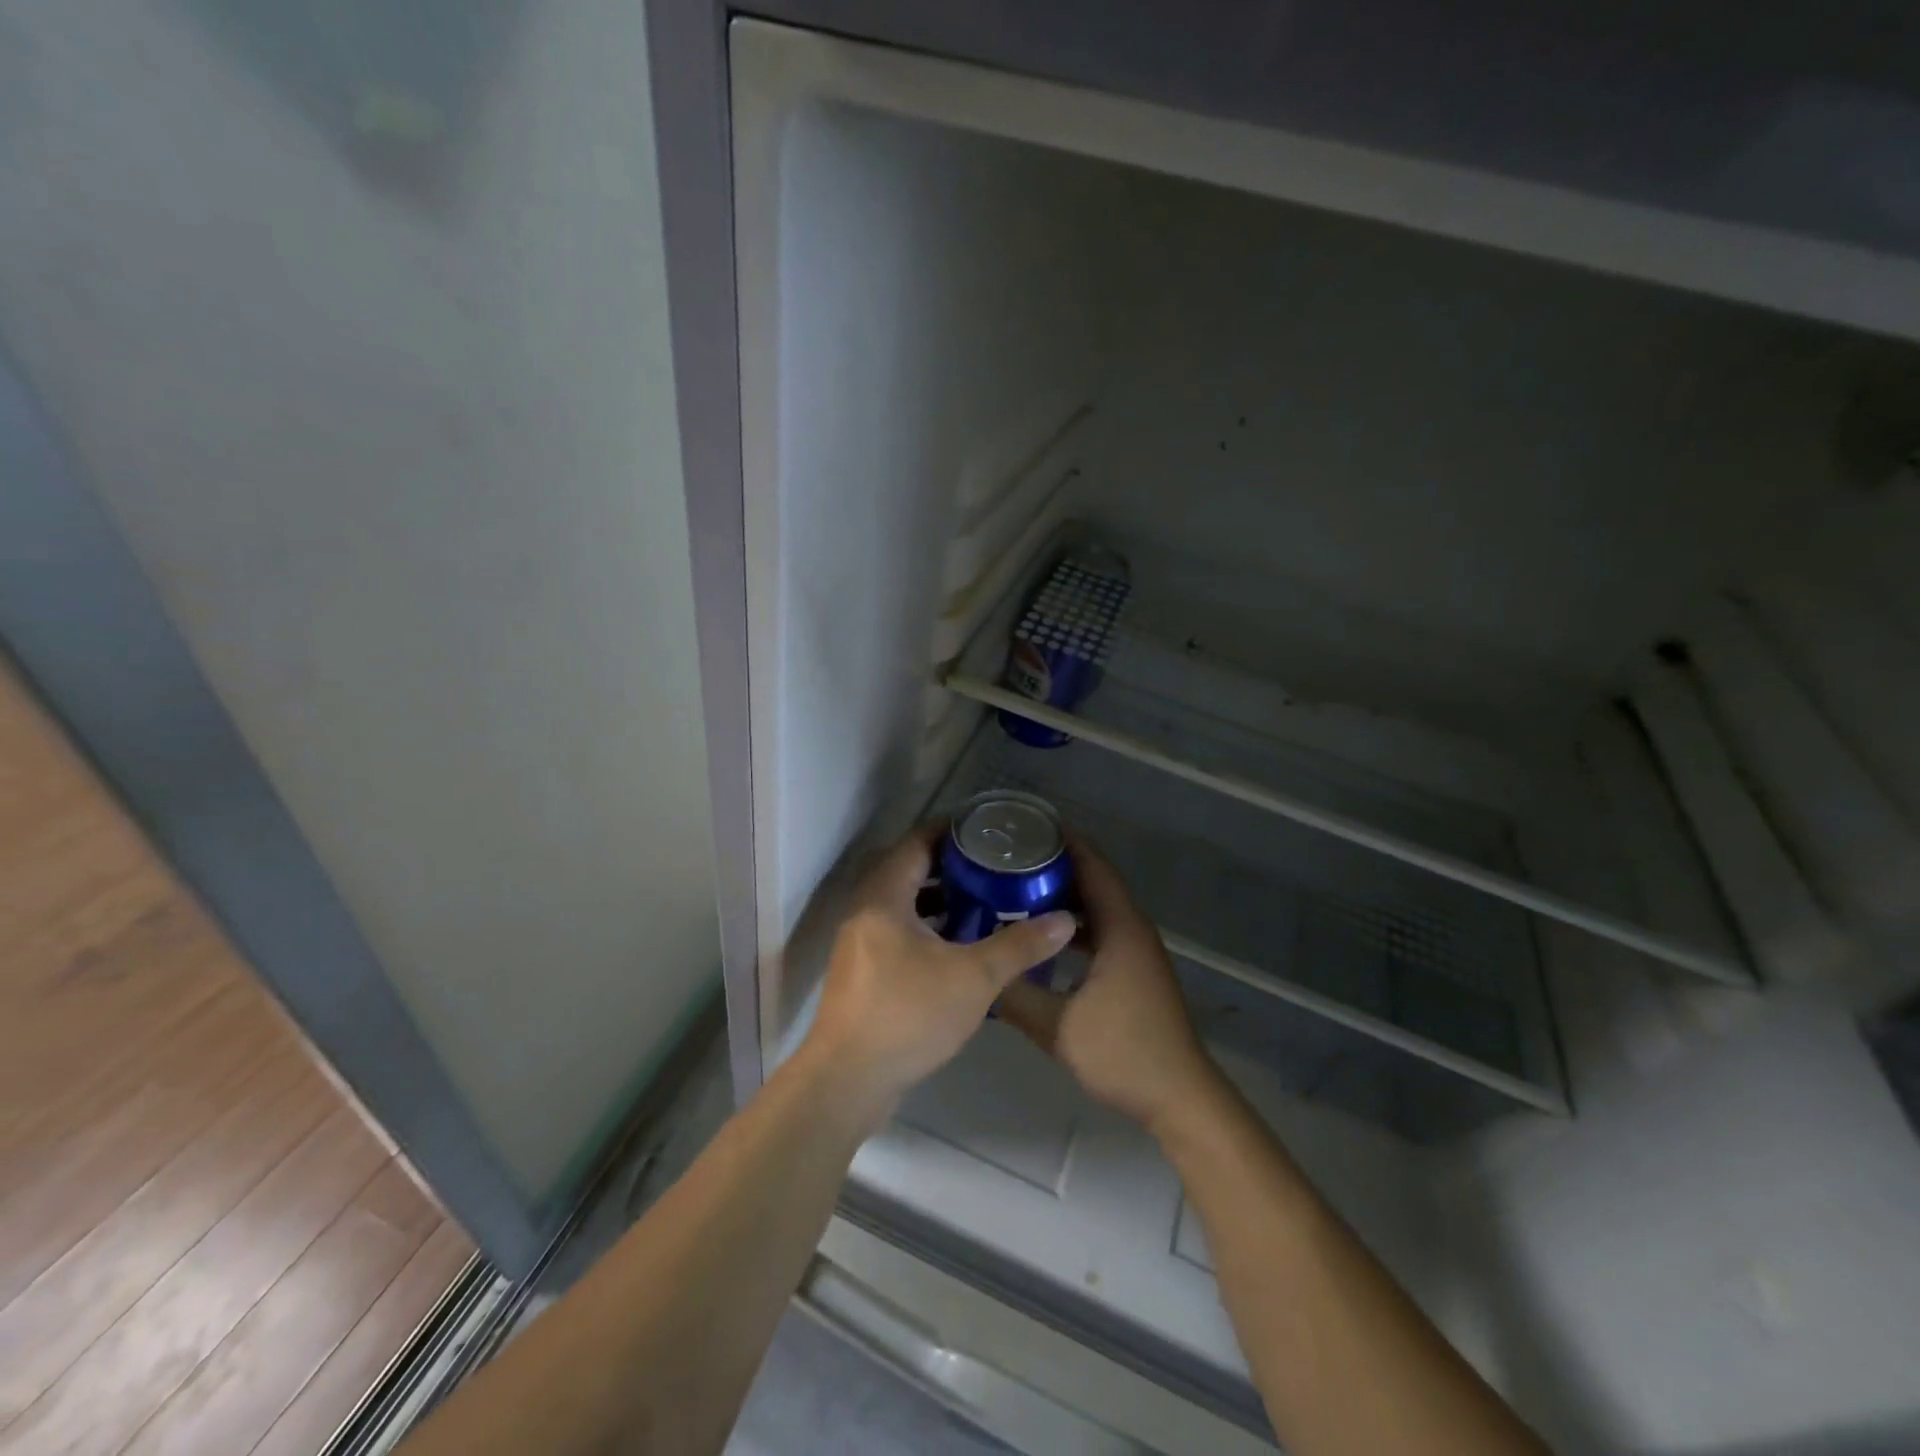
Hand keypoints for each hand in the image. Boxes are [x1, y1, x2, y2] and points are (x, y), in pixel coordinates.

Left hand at [802, 824, 1076, 1122]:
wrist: (848, 1081)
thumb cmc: (908, 1015)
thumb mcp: (974, 978)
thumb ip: (1020, 945)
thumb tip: (1065, 920)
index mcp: (884, 897)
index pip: (916, 843)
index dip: (950, 831)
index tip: (986, 830)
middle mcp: (866, 911)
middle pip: (909, 871)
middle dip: (951, 866)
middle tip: (993, 866)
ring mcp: (860, 943)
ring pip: (903, 905)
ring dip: (939, 900)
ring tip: (983, 901)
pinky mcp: (862, 972)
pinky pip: (897, 932)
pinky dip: (927, 928)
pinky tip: (959, 947)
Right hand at [996, 837, 1220, 1133]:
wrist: (1179, 1097)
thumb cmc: (1123, 1053)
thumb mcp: (1058, 1027)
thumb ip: (1015, 996)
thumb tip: (978, 972)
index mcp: (1120, 927)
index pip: (1092, 866)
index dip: (1063, 841)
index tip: (1025, 826)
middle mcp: (1132, 928)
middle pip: (1093, 880)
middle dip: (1054, 865)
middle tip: (1009, 858)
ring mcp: (1136, 950)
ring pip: (1097, 907)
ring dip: (1063, 895)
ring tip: (1017, 889)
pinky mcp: (1134, 970)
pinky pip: (1100, 930)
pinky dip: (1073, 923)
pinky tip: (1043, 936)